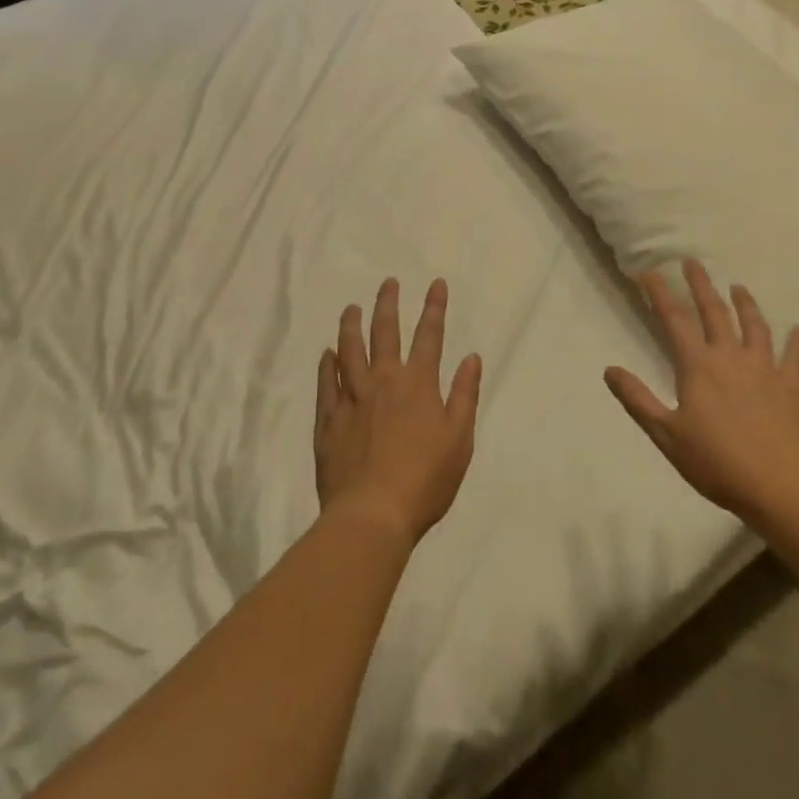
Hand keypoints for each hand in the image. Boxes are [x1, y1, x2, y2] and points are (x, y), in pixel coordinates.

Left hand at [316, 278, 482, 548]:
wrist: (372, 515)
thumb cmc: (425, 480)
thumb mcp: (459, 440)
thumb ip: (464, 395)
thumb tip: (472, 357)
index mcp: (418, 385)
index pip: (429, 336)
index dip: (434, 308)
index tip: (436, 283)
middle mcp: (384, 381)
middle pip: (384, 332)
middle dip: (388, 304)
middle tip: (388, 283)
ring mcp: (352, 398)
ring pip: (349, 350)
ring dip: (351, 325)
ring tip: (351, 308)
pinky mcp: (329, 420)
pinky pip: (326, 384)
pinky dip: (327, 365)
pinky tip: (327, 353)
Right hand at [605, 260, 798, 524]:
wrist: (782, 488)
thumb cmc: (717, 463)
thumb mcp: (666, 435)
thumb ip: (638, 400)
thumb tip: (609, 369)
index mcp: (698, 366)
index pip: (673, 319)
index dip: (659, 293)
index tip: (648, 272)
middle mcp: (730, 357)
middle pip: (714, 312)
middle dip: (700, 285)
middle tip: (692, 262)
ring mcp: (765, 370)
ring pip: (754, 326)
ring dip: (745, 303)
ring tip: (738, 287)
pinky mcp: (790, 388)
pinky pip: (793, 357)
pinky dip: (793, 341)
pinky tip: (794, 330)